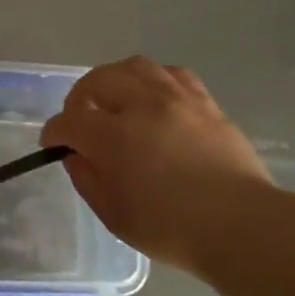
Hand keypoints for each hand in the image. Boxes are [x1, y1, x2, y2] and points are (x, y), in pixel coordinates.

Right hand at [43, 56, 274, 275]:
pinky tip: (153, 98)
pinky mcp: (204, 102)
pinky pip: (171, 73)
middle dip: (80, 97)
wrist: (241, 226)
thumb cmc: (172, 229)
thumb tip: (76, 154)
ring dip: (115, 80)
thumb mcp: (113, 214)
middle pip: (98, 80)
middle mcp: (142, 106)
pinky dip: (152, 80)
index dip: (54, 132)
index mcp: (114, 137)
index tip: (53, 143)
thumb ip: (87, 178)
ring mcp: (176, 99)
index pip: (69, 121)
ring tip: (115, 100)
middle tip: (81, 118)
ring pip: (134, 67)